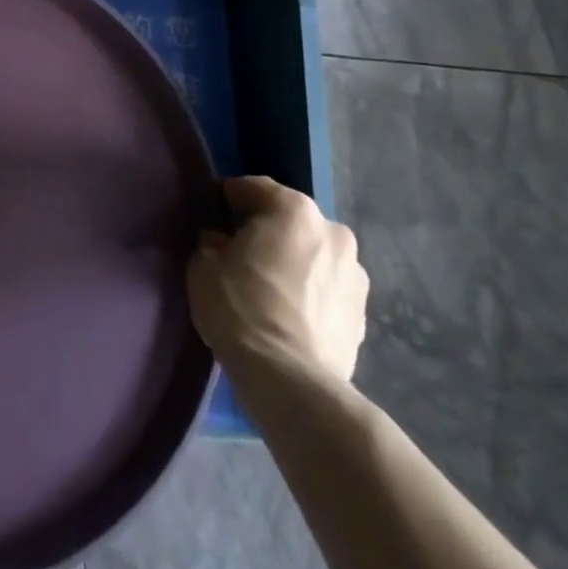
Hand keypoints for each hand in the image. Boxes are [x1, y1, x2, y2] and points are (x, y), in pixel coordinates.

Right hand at [188, 176, 367, 388]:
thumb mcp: (204, 265)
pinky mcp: (363, 315)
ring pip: (313, 256)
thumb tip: (221, 243)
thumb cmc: (241, 308)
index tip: (214, 215)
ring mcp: (355, 275)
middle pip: (290, 221)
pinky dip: (310, 294)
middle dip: (268, 231)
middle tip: (241, 253)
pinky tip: (289, 314)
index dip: (230, 200)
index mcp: (294, 210)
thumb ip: (213, 244)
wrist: (290, 380)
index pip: (255, 188)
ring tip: (269, 289)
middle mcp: (333, 232)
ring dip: (294, 263)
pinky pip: (327, 290)